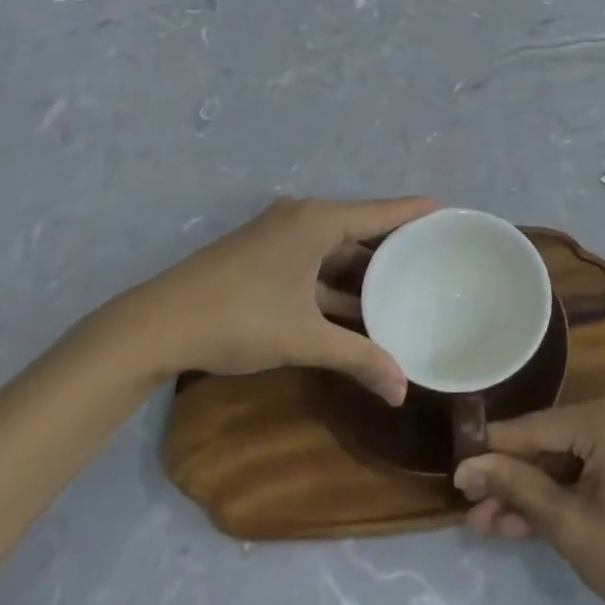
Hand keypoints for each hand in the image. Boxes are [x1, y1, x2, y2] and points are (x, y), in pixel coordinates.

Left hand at [108, 196, 435, 400]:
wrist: (156, 325)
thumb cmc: (239, 318)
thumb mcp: (304, 338)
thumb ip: (358, 359)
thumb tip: (401, 393)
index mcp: (317, 221)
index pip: (381, 211)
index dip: (415, 211)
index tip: (448, 211)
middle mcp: (301, 218)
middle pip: (359, 227)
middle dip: (392, 245)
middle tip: (431, 257)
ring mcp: (278, 235)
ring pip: (334, 248)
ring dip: (361, 269)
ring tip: (402, 286)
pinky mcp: (262, 254)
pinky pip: (314, 259)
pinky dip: (335, 280)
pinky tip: (355, 306)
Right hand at [453, 397, 604, 604]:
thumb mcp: (568, 524)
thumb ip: (518, 488)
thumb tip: (466, 469)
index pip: (536, 428)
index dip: (493, 450)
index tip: (455, 468)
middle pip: (549, 443)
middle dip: (510, 480)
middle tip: (470, 509)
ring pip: (564, 459)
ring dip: (530, 492)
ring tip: (486, 524)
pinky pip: (585, 467)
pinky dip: (559, 493)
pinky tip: (520, 521)